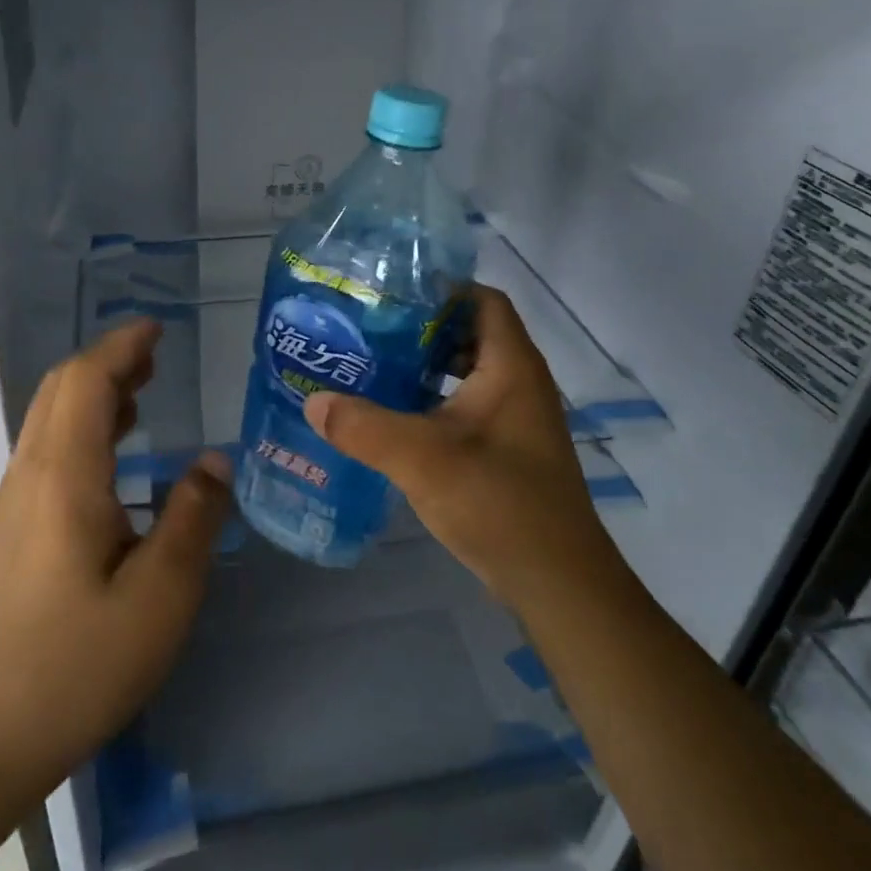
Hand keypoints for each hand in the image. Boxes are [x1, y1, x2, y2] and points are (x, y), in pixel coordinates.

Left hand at [0, 320, 231, 798]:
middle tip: (159, 357)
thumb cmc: (77, 663)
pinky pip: (49, 447)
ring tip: (144, 390)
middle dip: (109, 361)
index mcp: (64, 475)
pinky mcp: (14, 526)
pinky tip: (116, 454)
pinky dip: (85, 424)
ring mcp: (16, 499)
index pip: (86, 381)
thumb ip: (192, 517)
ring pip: (52, 416)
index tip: (159, 330)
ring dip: (96, 390)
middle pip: (63, 389)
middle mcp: (32, 473)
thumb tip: (216, 461)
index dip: (122, 347)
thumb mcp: (160, 596)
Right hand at [303, 285, 620, 612]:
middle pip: (470, 333)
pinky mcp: (507, 449)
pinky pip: (466, 407)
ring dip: (425, 368)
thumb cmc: (499, 502)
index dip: (441, 289)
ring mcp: (516, 419)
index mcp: (510, 366)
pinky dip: (433, 402)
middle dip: (422, 329)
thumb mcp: (422, 459)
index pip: (482, 300)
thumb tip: (313, 402)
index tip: (391, 294)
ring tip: (373, 369)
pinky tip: (395, 419)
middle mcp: (519, 383)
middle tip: (369, 331)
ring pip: (466, 373)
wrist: (557, 581)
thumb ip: (364, 427)